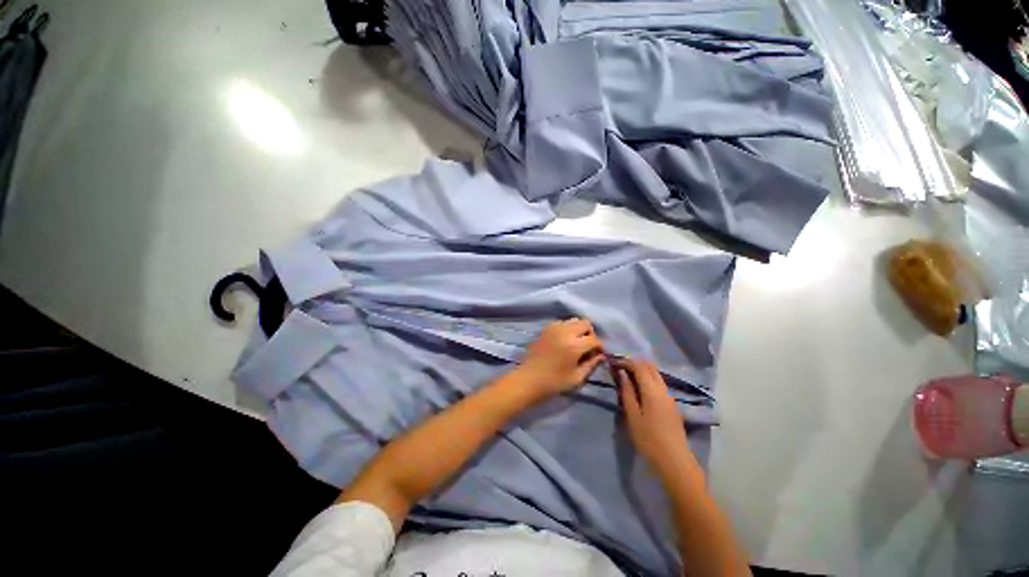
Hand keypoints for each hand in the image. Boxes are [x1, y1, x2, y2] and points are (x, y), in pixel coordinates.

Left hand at [517, 318, 604, 398]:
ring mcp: (553, 328)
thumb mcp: (576, 378)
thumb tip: (601, 356)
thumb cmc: (553, 383)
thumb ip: (591, 364)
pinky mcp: (545, 328)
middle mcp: (565, 332)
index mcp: (574, 345)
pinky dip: (567, 328)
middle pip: (585, 323)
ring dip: (578, 329)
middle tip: (588, 347)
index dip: (600, 346)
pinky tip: (564, 341)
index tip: (599, 354)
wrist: (527, 380)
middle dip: (590, 334)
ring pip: (573, 320)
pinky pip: (561, 322)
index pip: (594, 339)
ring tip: (576, 343)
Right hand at [615, 359, 692, 475]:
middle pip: (650, 366)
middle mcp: (663, 389)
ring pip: (656, 374)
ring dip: (642, 370)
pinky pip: (659, 382)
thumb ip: (627, 392)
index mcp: (652, 390)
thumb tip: (622, 373)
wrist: (675, 461)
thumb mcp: (632, 416)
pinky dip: (647, 378)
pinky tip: (639, 387)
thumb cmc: (649, 439)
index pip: (639, 366)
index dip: (626, 361)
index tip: (614, 363)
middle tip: (620, 367)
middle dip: (634, 363)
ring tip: (627, 376)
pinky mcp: (671, 404)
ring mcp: (669, 396)